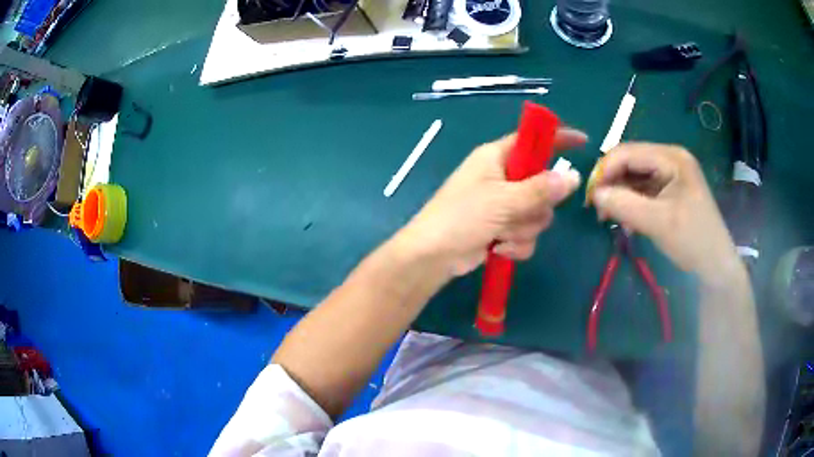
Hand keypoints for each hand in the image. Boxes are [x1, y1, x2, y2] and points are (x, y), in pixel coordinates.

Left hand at [397, 128, 585, 277]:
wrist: (433, 257)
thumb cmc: (461, 217)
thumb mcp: (503, 200)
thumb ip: (540, 189)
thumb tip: (573, 176)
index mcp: (496, 157)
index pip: (533, 141)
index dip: (557, 138)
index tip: (583, 142)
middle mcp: (502, 178)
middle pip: (543, 185)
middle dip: (536, 206)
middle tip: (519, 211)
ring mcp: (504, 205)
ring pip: (538, 214)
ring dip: (523, 229)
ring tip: (501, 234)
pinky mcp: (503, 229)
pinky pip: (527, 234)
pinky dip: (516, 244)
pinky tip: (499, 249)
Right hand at [588, 143, 743, 285]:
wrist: (715, 265)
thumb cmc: (692, 240)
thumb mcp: (658, 223)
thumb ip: (625, 205)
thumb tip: (594, 195)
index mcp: (672, 158)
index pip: (628, 152)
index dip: (605, 170)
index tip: (590, 197)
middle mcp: (670, 159)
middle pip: (630, 162)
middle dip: (611, 182)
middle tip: (597, 209)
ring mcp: (671, 174)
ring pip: (634, 176)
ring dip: (619, 193)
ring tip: (608, 216)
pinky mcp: (670, 190)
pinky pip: (643, 189)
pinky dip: (630, 202)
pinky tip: (625, 219)